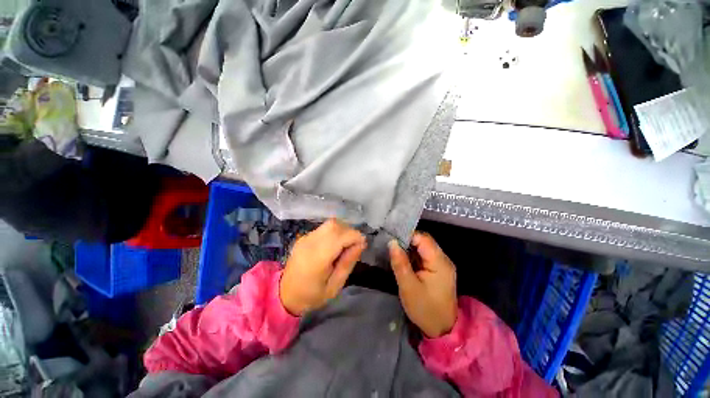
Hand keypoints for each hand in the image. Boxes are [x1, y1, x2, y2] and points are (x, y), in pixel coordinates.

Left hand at [280, 219, 366, 315]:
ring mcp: (305, 238)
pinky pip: (324, 228)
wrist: (284, 294)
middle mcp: (310, 243)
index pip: (340, 236)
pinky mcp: (304, 236)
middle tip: (354, 246)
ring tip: (345, 245)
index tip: (362, 245)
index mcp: (317, 258)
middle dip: (349, 232)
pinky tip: (334, 245)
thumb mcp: (334, 287)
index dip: (355, 236)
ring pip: (330, 224)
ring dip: (342, 230)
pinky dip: (334, 232)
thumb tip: (361, 244)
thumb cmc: (311, 295)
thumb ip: (347, 263)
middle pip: (334, 225)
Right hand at [389, 232, 456, 337]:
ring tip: (395, 252)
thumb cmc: (425, 309)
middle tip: (391, 246)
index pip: (423, 238)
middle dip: (407, 241)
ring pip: (423, 247)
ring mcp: (441, 264)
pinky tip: (404, 260)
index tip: (391, 239)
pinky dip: (413, 255)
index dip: (407, 236)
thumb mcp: (408, 287)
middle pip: (424, 241)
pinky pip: (424, 256)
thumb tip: (392, 242)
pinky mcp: (438, 269)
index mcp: (439, 262)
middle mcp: (443, 259)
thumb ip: (400, 263)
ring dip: (409, 248)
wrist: (442, 329)